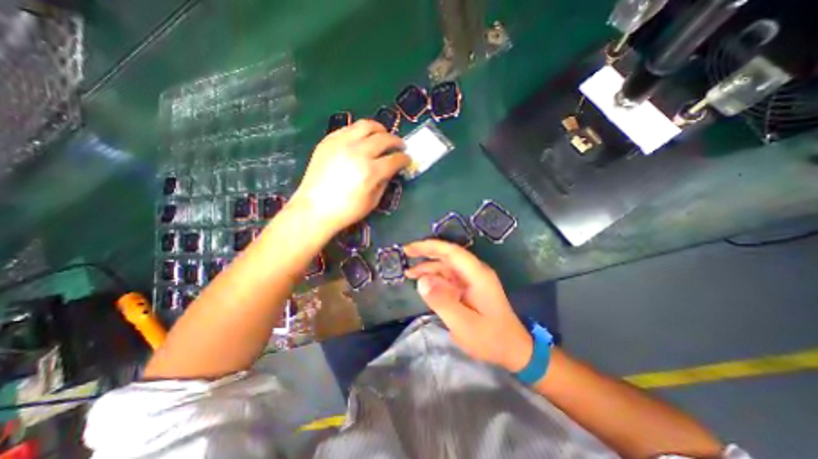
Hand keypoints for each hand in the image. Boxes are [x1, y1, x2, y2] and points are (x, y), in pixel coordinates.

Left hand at [291, 120, 411, 235]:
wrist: (315, 209)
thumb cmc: (347, 210)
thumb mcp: (373, 201)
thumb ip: (384, 182)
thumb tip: (390, 169)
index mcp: (371, 171)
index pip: (395, 159)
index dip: (404, 158)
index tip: (407, 159)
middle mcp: (358, 152)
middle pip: (384, 138)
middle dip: (396, 141)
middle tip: (400, 146)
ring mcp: (341, 143)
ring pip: (366, 125)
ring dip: (379, 129)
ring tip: (383, 135)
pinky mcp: (328, 141)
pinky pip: (349, 128)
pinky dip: (360, 131)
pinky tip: (362, 138)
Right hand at [404, 240, 534, 372]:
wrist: (513, 349)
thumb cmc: (491, 338)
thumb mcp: (464, 324)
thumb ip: (443, 301)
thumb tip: (422, 281)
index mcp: (477, 275)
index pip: (451, 252)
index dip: (429, 246)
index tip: (409, 249)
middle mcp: (475, 272)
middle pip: (448, 255)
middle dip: (426, 252)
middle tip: (405, 254)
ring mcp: (472, 279)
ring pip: (447, 266)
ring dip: (428, 267)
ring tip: (409, 274)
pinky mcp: (469, 288)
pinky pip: (449, 277)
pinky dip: (435, 278)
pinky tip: (423, 283)